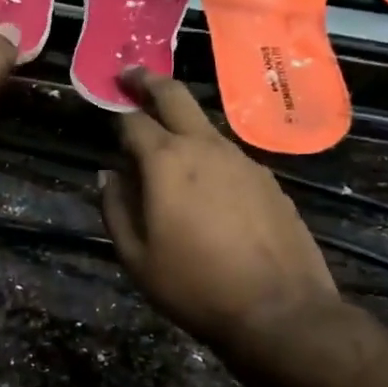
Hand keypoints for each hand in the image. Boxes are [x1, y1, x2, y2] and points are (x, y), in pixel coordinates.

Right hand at [99, 68, 338, 354]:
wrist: (281, 311)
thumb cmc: (195, 287)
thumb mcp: (137, 257)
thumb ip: (115, 208)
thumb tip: (107, 175)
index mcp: (167, 161)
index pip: (132, 121)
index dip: (115, 113)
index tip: (106, 106)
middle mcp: (205, 147)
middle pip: (175, 96)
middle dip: (148, 81)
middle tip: (131, 75)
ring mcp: (243, 159)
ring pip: (204, 126)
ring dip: (181, 123)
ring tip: (166, 145)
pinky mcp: (268, 179)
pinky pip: (229, 155)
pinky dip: (209, 156)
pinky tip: (207, 187)